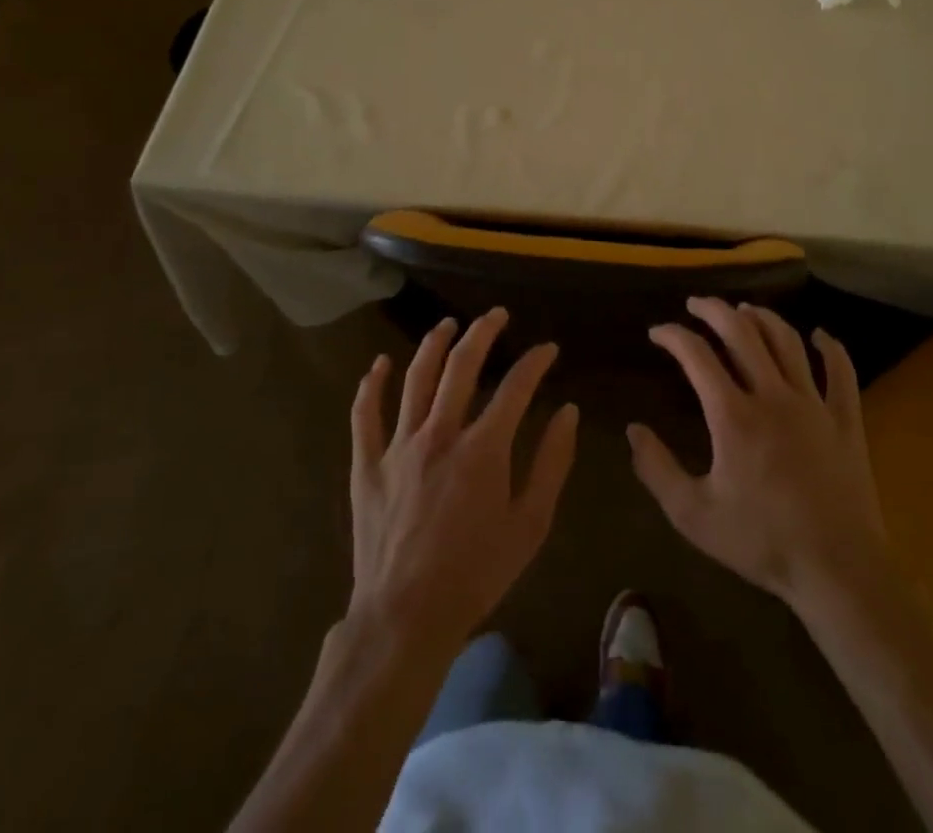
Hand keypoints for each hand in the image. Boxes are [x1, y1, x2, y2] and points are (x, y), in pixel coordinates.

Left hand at [349, 308, 579, 655]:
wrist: (406, 618)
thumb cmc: (476, 574)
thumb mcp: (530, 525)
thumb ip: (552, 463)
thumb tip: (566, 412)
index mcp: (482, 449)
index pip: (515, 387)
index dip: (536, 362)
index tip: (548, 349)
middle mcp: (439, 434)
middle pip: (461, 367)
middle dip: (483, 333)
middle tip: (496, 316)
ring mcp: (398, 446)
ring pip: (415, 379)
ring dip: (433, 345)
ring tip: (447, 324)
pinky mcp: (367, 465)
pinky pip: (365, 415)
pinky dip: (371, 385)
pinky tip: (379, 364)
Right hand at [629, 298, 891, 615]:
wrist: (837, 571)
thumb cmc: (762, 543)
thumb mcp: (694, 515)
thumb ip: (657, 469)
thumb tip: (632, 429)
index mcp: (734, 416)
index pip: (697, 356)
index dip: (673, 336)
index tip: (658, 332)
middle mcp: (773, 396)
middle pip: (742, 332)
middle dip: (714, 311)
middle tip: (696, 304)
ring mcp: (814, 405)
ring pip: (787, 342)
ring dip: (762, 318)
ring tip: (744, 309)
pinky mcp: (846, 421)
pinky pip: (841, 373)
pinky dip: (830, 348)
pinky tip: (819, 336)